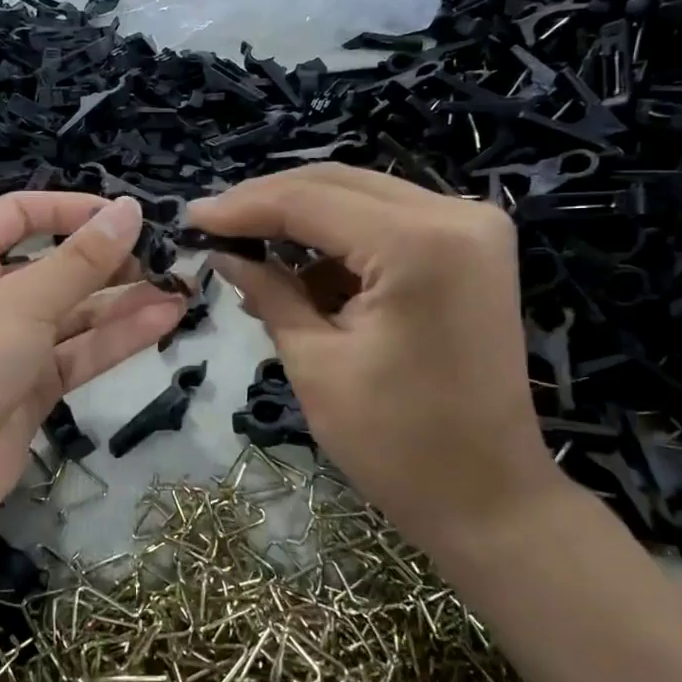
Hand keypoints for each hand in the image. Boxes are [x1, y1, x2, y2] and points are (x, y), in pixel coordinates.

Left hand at [0, 192, 187, 522]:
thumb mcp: (23, 299)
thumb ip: (82, 259)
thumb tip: (130, 209)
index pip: (20, 214)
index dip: (71, 209)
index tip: (126, 215)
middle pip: (54, 265)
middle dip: (108, 262)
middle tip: (164, 259)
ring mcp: (9, 344)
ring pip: (73, 313)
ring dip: (123, 302)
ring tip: (179, 289)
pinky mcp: (30, 386)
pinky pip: (77, 352)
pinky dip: (116, 339)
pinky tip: (163, 322)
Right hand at [186, 164, 573, 562]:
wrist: (490, 497)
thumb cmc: (397, 445)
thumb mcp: (316, 364)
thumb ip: (269, 292)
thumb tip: (222, 252)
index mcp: (418, 244)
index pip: (310, 201)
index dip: (243, 207)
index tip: (191, 217)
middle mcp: (456, 215)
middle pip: (338, 184)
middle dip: (269, 203)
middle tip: (213, 225)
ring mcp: (473, 228)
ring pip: (362, 198)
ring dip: (303, 221)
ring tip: (248, 253)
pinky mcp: (473, 249)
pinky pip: (389, 224)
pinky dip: (340, 242)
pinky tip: (299, 271)